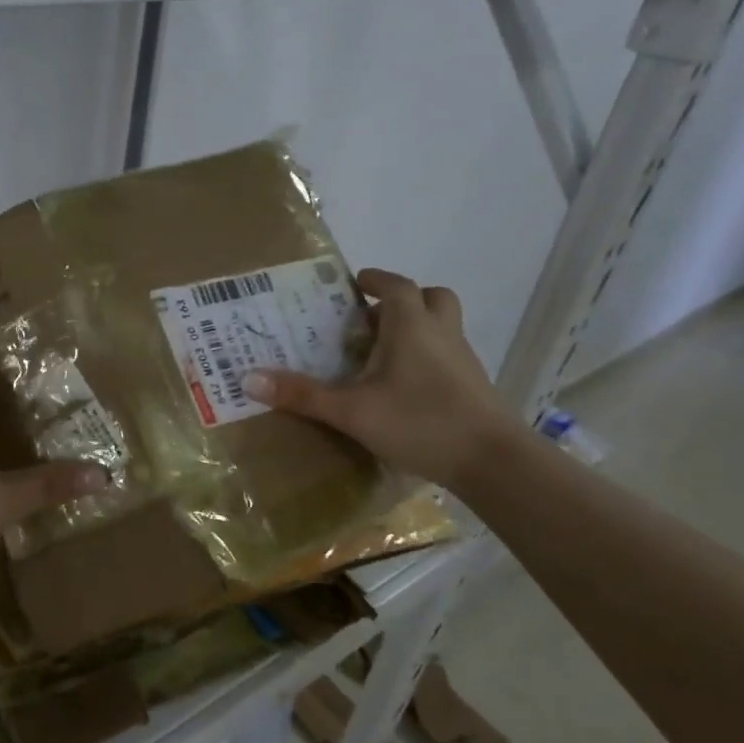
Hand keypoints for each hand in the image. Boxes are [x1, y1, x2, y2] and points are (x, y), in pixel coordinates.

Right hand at [243, 269, 522, 488]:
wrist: (494, 463)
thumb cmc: (420, 421)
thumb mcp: (351, 411)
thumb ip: (302, 395)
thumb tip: (249, 379)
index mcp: (411, 326)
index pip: (396, 285)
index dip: (375, 279)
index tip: (354, 283)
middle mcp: (441, 334)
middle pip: (431, 298)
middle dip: (402, 300)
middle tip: (370, 318)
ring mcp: (463, 360)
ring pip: (443, 326)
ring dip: (416, 328)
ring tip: (381, 352)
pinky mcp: (473, 386)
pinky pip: (448, 354)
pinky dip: (427, 357)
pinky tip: (404, 386)